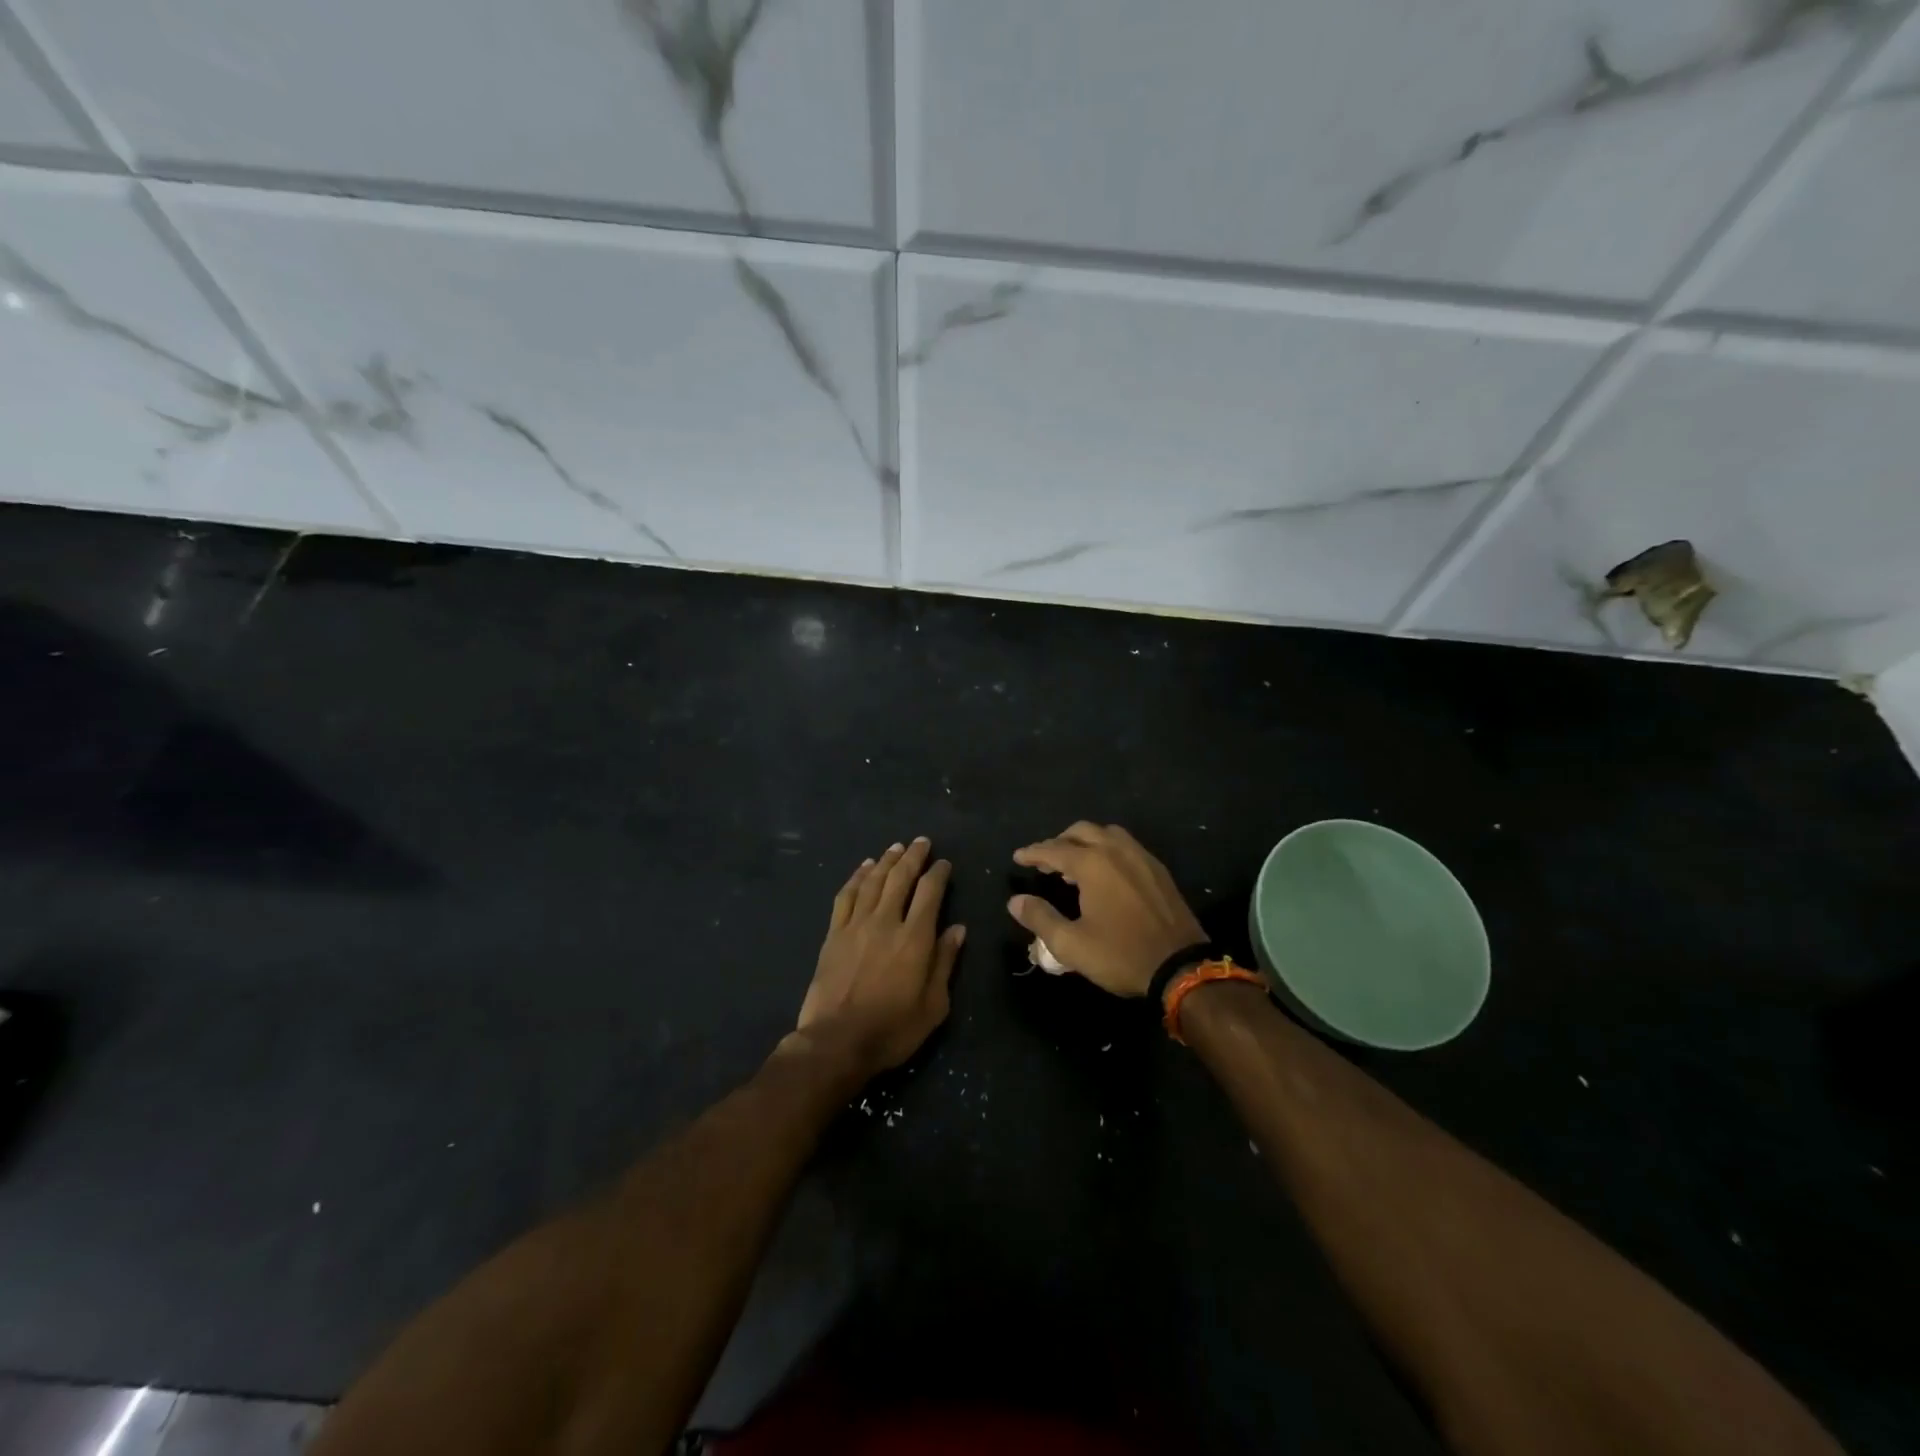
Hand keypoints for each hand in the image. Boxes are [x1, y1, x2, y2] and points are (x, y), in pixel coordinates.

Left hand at [796, 837, 964, 1076]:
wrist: (837, 1042)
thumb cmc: (893, 1029)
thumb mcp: (933, 1005)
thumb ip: (945, 962)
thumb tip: (958, 929)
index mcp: (915, 938)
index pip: (930, 892)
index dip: (938, 873)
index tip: (944, 863)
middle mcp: (886, 921)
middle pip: (900, 878)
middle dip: (913, 856)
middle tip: (922, 842)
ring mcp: (856, 925)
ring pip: (873, 881)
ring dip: (886, 860)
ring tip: (896, 847)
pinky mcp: (834, 934)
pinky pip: (846, 895)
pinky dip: (856, 877)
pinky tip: (864, 868)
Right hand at [1007, 822, 1204, 998]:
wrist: (1180, 966)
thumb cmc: (1121, 955)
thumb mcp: (1071, 944)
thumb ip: (1040, 918)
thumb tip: (1015, 901)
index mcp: (1092, 863)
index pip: (1053, 849)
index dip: (1033, 853)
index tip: (1018, 857)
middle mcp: (1116, 850)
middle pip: (1081, 831)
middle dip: (1059, 842)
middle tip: (1045, 861)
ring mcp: (1141, 856)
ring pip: (1106, 833)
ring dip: (1085, 841)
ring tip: (1074, 864)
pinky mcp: (1157, 869)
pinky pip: (1126, 845)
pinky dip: (1107, 849)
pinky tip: (1105, 873)